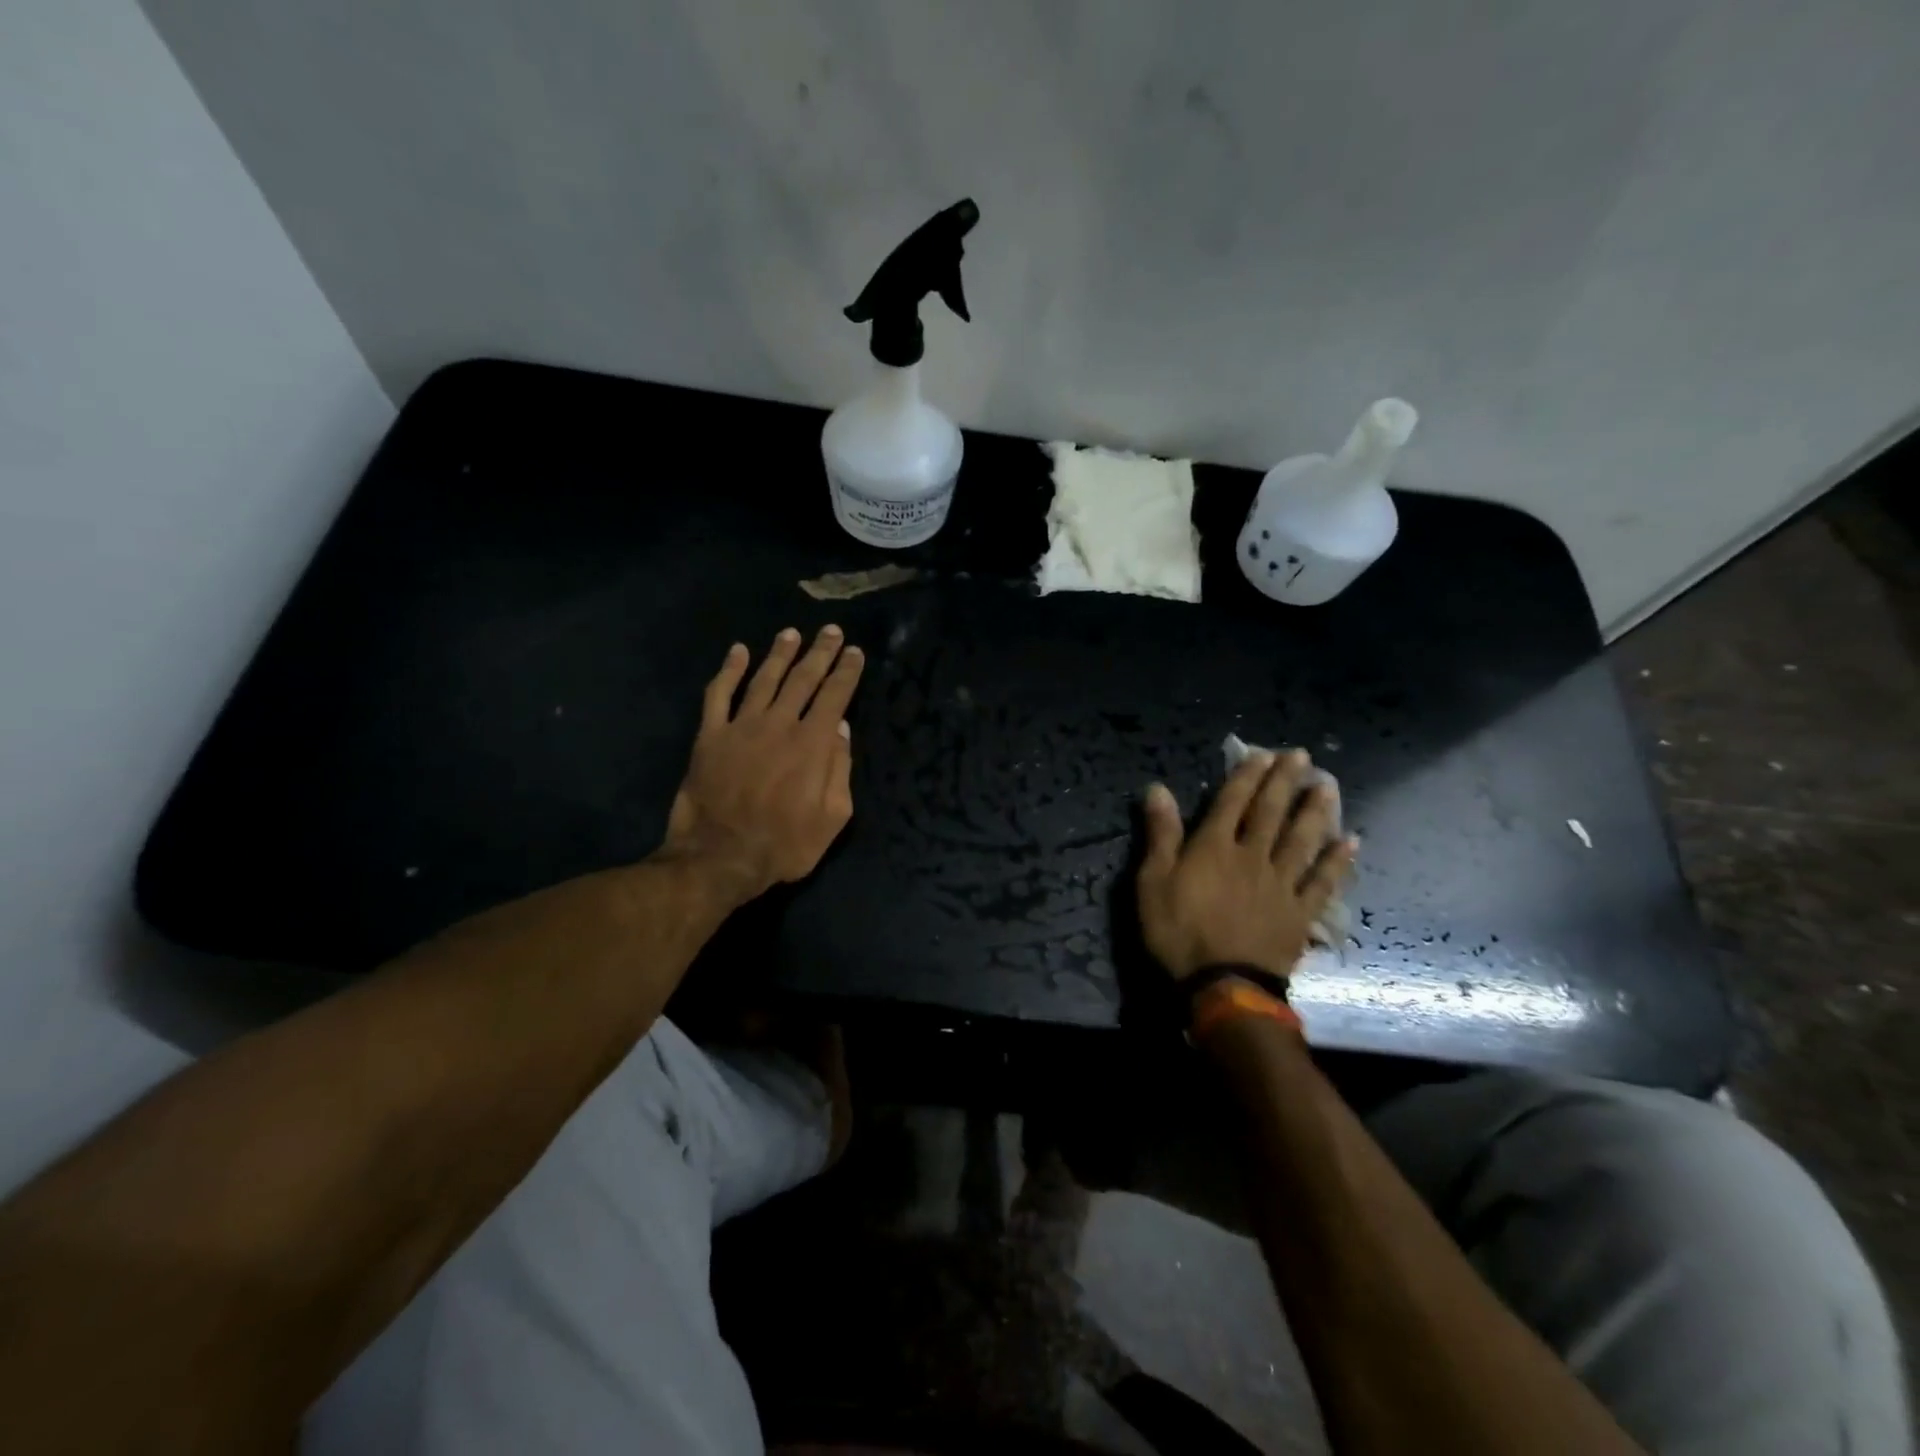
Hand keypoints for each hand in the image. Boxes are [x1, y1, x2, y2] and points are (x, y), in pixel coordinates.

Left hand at [660, 626, 864, 899]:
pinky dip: (728, 670)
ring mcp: (741, 726)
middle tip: (831, 631)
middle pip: (803, 679)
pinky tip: (738, 651)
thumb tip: (841, 730)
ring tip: (792, 633)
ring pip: (764, 679)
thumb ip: (840, 770)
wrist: (720, 858)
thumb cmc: (784, 845)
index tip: (855, 652)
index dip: (847, 672)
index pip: (835, 696)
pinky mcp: (710, 736)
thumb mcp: (832, 818)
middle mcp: (779, 724)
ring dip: (780, 653)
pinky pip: (719, 694)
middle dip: (820, 653)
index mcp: (812, 744)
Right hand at [1137, 749, 1356, 981]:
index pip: (1231, 803)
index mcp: (1214, 847)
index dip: (1246, 777)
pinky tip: (1351, 842)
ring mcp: (1281, 884)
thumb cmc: (1179, 932)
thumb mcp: (1153, 881)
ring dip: (1315, 811)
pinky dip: (1338, 862)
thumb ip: (1160, 835)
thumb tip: (1158, 789)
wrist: (1223, 984)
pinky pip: (1322, 882)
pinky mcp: (1300, 912)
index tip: (1262, 754)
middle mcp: (1252, 856)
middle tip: (1302, 756)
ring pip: (1301, 840)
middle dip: (1284, 782)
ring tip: (1328, 786)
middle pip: (1271, 813)